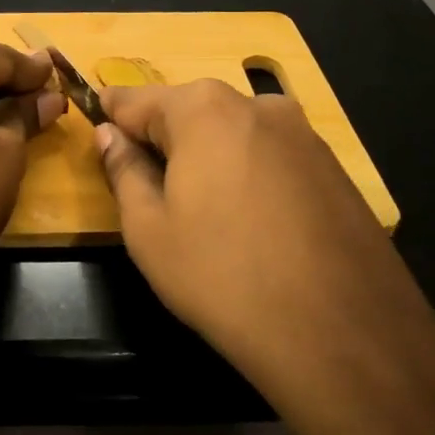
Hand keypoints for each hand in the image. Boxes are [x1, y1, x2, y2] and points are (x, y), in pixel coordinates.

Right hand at [96, 79, 432, 375]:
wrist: (341, 334)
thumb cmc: (222, 276)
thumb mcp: (148, 229)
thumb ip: (123, 170)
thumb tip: (109, 136)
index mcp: (202, 109)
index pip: (134, 100)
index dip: (109, 118)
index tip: (94, 134)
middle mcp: (256, 104)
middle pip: (188, 112)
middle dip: (162, 140)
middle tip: (146, 189)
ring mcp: (303, 134)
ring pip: (232, 134)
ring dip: (207, 159)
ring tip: (202, 214)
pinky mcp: (334, 167)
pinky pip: (270, 157)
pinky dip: (248, 176)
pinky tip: (250, 225)